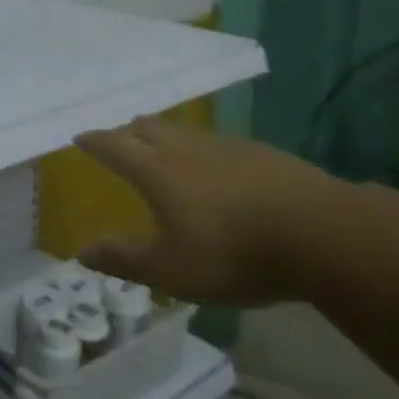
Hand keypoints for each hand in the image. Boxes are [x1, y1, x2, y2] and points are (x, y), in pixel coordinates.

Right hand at [73, 117, 335, 305]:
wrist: (319, 233)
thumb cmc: (233, 254)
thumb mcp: (171, 270)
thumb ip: (124, 259)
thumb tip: (81, 250)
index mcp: (157, 171)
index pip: (114, 146)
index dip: (94, 141)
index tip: (79, 138)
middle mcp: (186, 149)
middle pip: (148, 128)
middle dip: (127, 131)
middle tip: (118, 139)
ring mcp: (226, 146)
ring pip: (183, 131)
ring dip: (163, 135)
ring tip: (160, 147)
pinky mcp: (260, 152)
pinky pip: (216, 142)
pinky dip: (199, 148)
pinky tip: (214, 165)